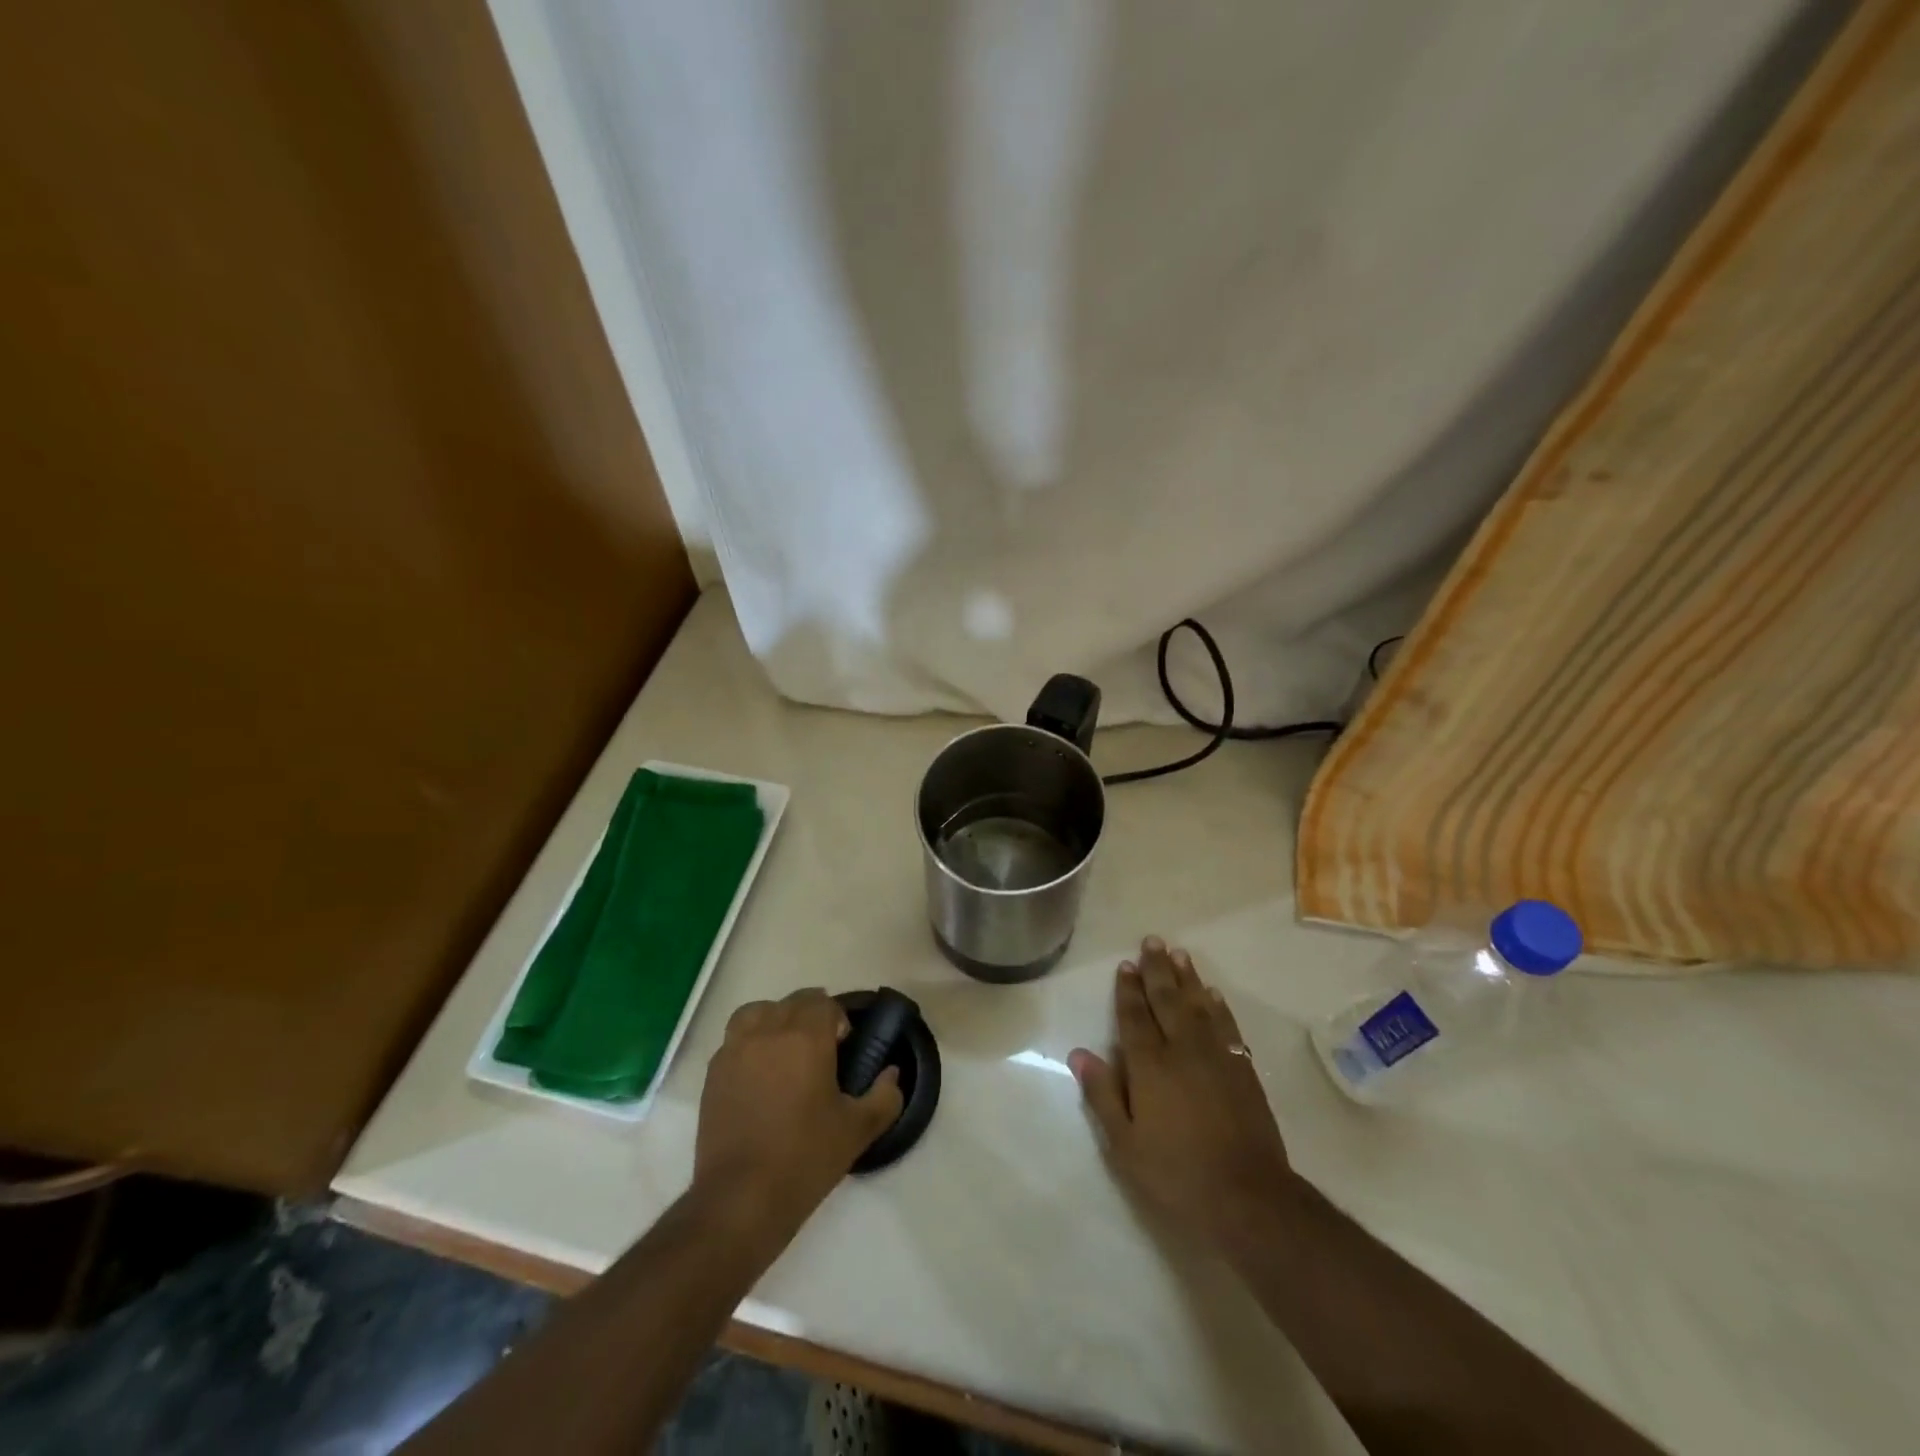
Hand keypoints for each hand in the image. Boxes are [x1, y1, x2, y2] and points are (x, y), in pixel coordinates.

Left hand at [694, 988, 902, 1231]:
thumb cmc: (805, 1158)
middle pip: (792, 1002)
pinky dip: (750, 1043)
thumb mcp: (858, 1130)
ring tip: (784, 1052)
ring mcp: (736, 1049)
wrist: (741, 1198)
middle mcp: (768, 1031)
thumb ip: (885, 1096)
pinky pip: (735, 1039)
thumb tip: (892, 1074)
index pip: (823, 1002)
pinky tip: (759, 1076)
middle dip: (810, 1017)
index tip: (843, 1047)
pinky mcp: (713, 1072)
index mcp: (806, 1037)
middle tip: (820, 1052)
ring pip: (758, 1012)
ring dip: (775, 1020)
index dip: (837, 1019)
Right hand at [1070, 938, 1297, 1256]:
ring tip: (1179, 954)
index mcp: (1150, 1066)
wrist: (1249, 1199)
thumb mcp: (1126, 1145)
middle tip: (1153, 941)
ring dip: (1187, 979)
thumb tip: (1079, 1054)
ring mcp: (1216, 1058)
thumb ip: (1103, 1095)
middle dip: (1158, 970)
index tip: (1126, 965)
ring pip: (1198, 1006)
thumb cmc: (1177, 1175)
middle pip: (1167, 1000)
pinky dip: (1218, 1007)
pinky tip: (1212, 995)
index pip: (1134, 1017)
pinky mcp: (1243, 1071)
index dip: (1129, 990)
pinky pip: (1227, 1026)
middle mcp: (1182, 1051)